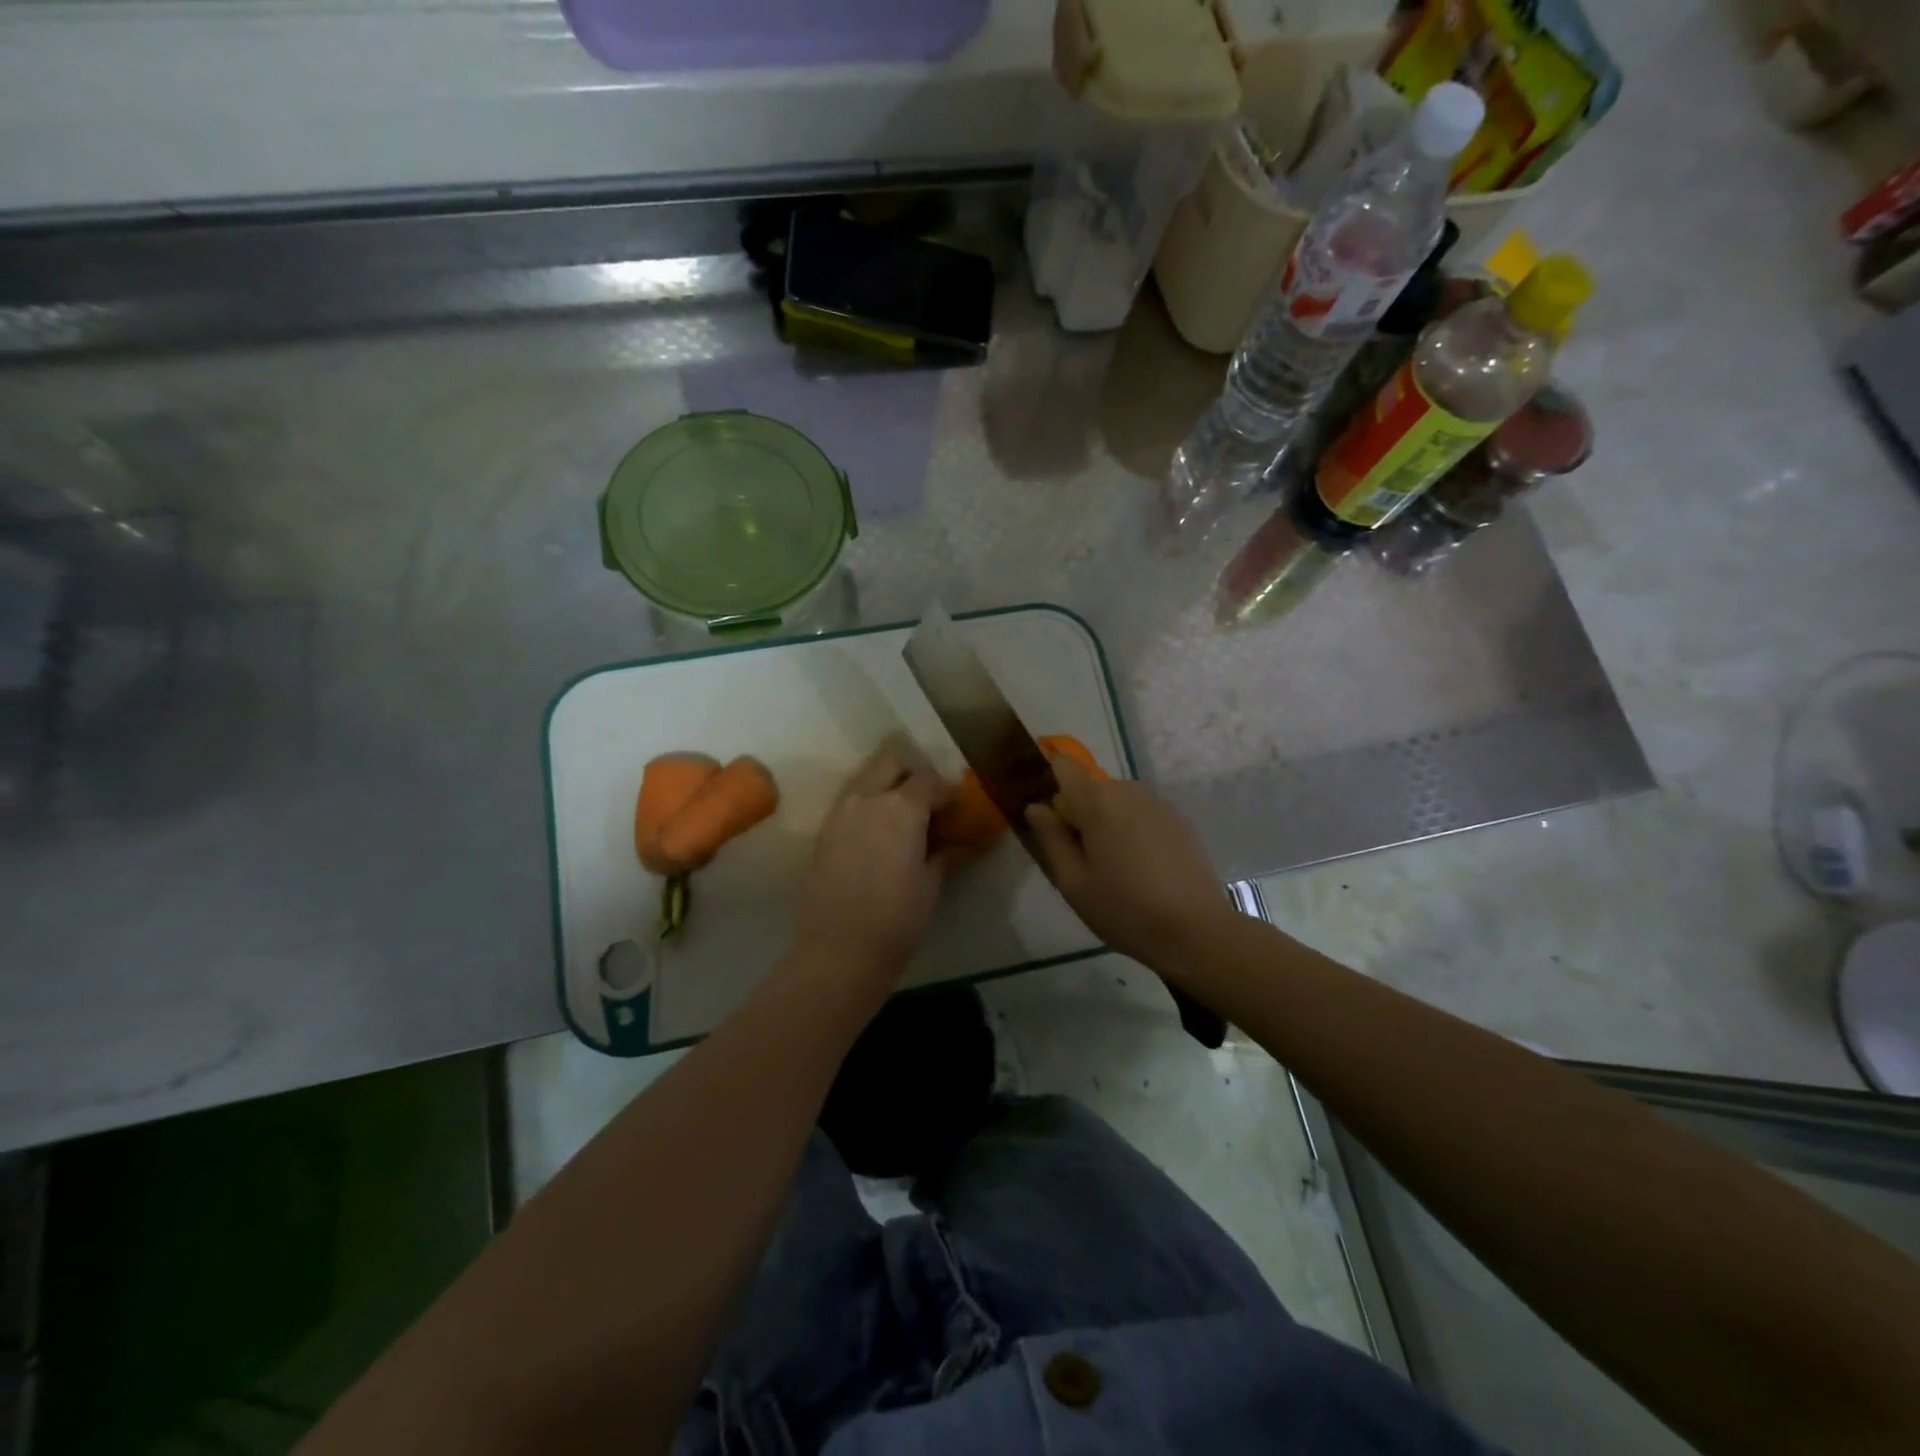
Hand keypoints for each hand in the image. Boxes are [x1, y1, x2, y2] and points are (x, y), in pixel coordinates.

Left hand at [792, 748, 956, 986]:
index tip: (958, 808)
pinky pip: (849, 801)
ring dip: (885, 785)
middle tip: (927, 803)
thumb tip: (969, 842)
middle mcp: (868, 798)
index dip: (948, 791)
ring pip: (865, 778)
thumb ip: (948, 854)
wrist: (839, 949)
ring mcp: (840, 812)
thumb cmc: (897, 918)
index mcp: (901, 807)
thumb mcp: (932, 884)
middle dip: (911, 774)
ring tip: (901, 817)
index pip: (930, 781)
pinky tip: (878, 834)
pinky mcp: (824, 831)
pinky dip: (866, 804)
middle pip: (890, 763)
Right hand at [1025, 756, 1231, 973]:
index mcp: (1097, 802)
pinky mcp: (1179, 820)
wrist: (1197, 932)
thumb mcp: (1073, 883)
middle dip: (1077, 813)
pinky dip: (1131, 831)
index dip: (1047, 779)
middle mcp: (1128, 791)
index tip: (1042, 810)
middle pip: (1089, 788)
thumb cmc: (1125, 910)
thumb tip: (1036, 807)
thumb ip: (1050, 838)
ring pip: (1116, 802)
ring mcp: (1158, 804)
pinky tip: (1141, 869)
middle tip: (1078, 859)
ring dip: (1105, 823)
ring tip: (1111, 868)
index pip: (1062, 766)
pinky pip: (1141, 814)